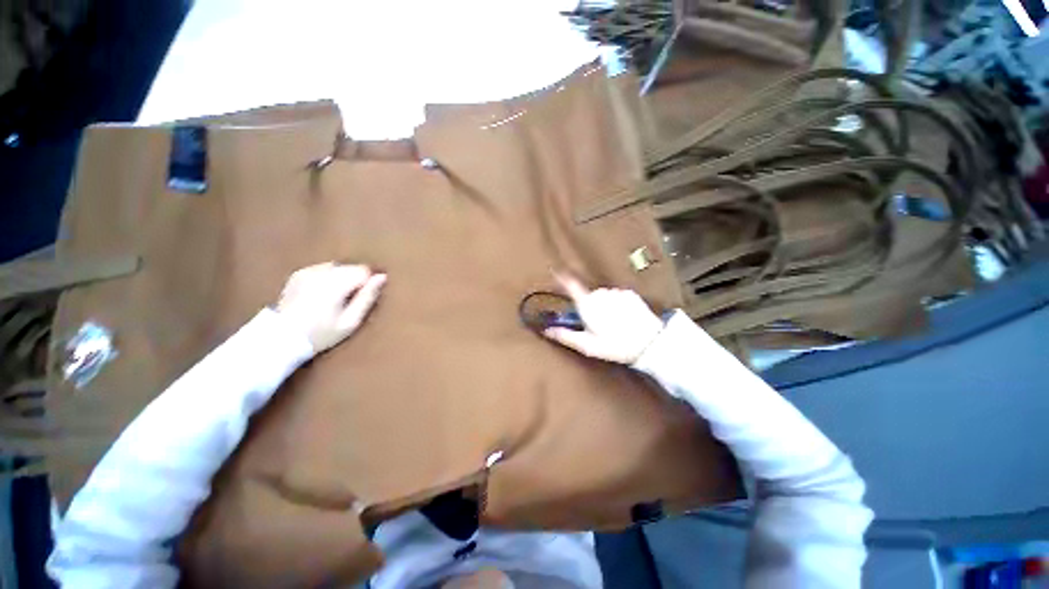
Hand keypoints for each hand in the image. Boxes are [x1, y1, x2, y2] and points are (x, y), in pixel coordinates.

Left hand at [275, 262, 386, 352]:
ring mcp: (308, 271)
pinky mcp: (299, 273)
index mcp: (336, 283)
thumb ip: (367, 297)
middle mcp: (322, 272)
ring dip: (343, 278)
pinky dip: (329, 277)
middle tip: (351, 300)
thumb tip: (383, 277)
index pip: (364, 270)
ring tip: (337, 298)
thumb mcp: (350, 321)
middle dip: (356, 280)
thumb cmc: (321, 333)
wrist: (280, 338)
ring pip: (338, 267)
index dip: (369, 282)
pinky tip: (323, 293)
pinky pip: (324, 269)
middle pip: (351, 267)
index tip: (366, 296)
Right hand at [542, 271, 664, 364]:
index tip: (555, 272)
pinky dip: (616, 304)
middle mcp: (600, 294)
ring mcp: (615, 292)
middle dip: (588, 306)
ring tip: (612, 324)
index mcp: (587, 304)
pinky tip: (623, 318)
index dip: (562, 278)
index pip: (571, 285)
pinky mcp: (629, 294)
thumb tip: (547, 330)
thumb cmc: (615, 345)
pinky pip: (616, 296)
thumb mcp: (588, 345)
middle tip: (595, 325)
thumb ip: (566, 336)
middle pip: (587, 295)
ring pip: (602, 296)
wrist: (649, 343)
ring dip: (603, 306)